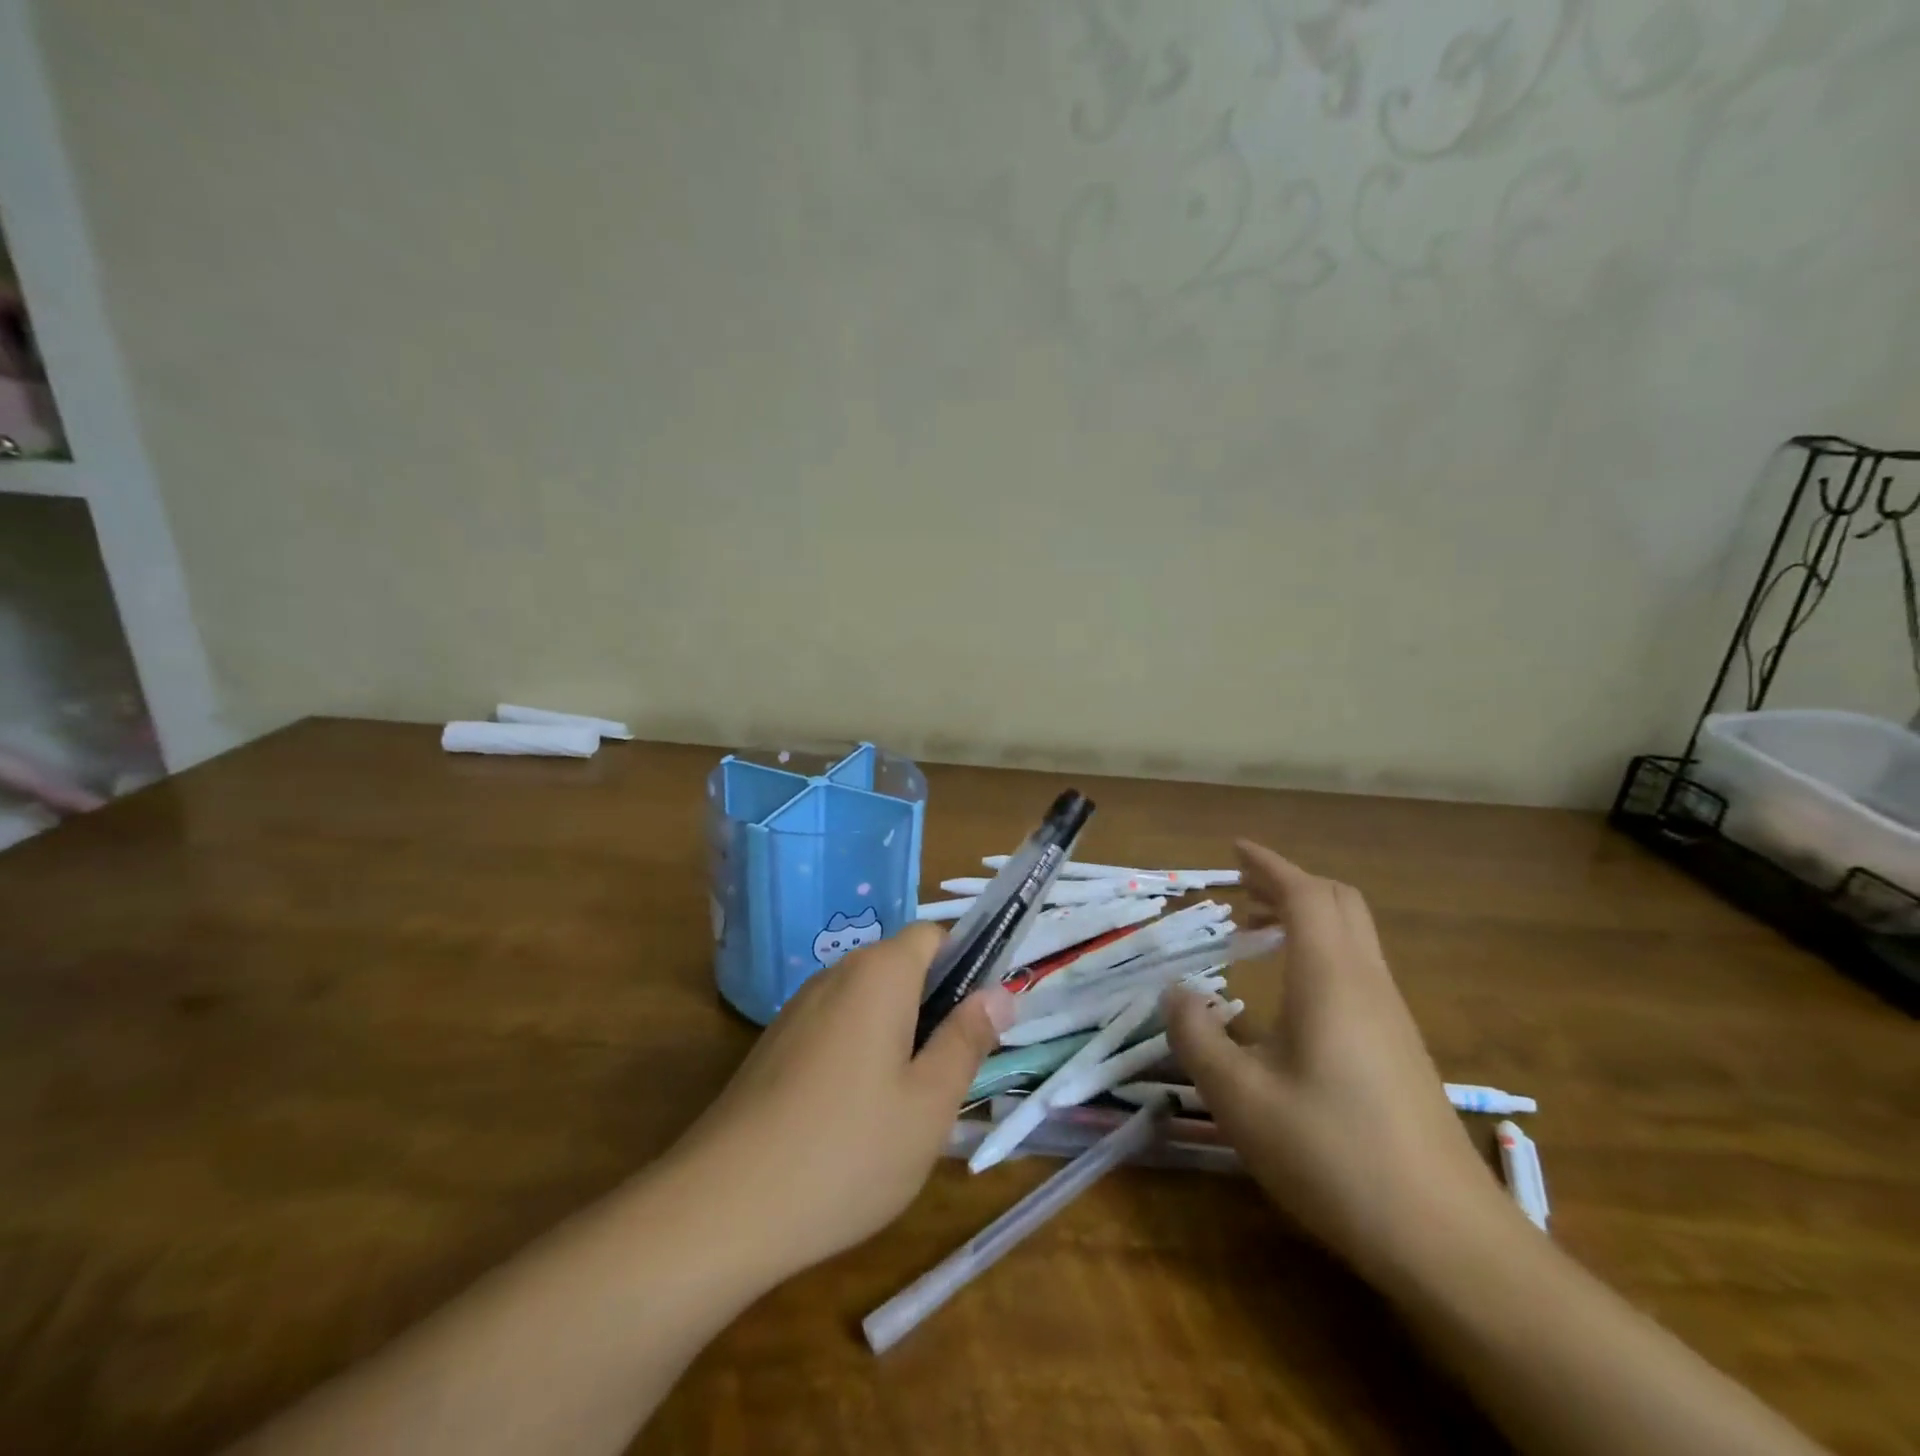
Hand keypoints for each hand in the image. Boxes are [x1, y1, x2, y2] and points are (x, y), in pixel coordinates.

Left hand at [675, 924, 1012, 1282]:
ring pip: (869, 1003)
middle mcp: (835, 975)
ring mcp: (798, 1010)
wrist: (721, 1208)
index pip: (934, 936)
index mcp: (879, 974)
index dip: (967, 965)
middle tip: (951, 1073)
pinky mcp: (775, 1046)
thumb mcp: (929, 1103)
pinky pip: (836, 1030)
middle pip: (901, 968)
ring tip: (909, 1104)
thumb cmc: (847, 1150)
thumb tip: (1000, 993)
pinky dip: (860, 1054)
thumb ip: (967, 1039)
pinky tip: (857, 1120)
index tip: (982, 1020)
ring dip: (899, 1035)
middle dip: (935, 1007)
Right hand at [1163, 841, 1513, 1282]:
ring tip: (1255, 932)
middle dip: (1287, 883)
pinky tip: (1290, 995)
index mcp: (1330, 978)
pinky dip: (1319, 951)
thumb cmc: (1333, 1154)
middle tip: (1241, 888)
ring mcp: (1391, 1016)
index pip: (1304, 894)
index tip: (1233, 849)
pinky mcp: (1400, 1048)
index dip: (1268, 865)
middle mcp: (1367, 983)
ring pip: (1352, 936)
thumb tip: (1176, 992)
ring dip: (1305, 917)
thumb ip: (1197, 1036)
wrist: (1448, 1239)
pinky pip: (1357, 969)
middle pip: (1338, 903)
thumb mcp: (1240, 1098)